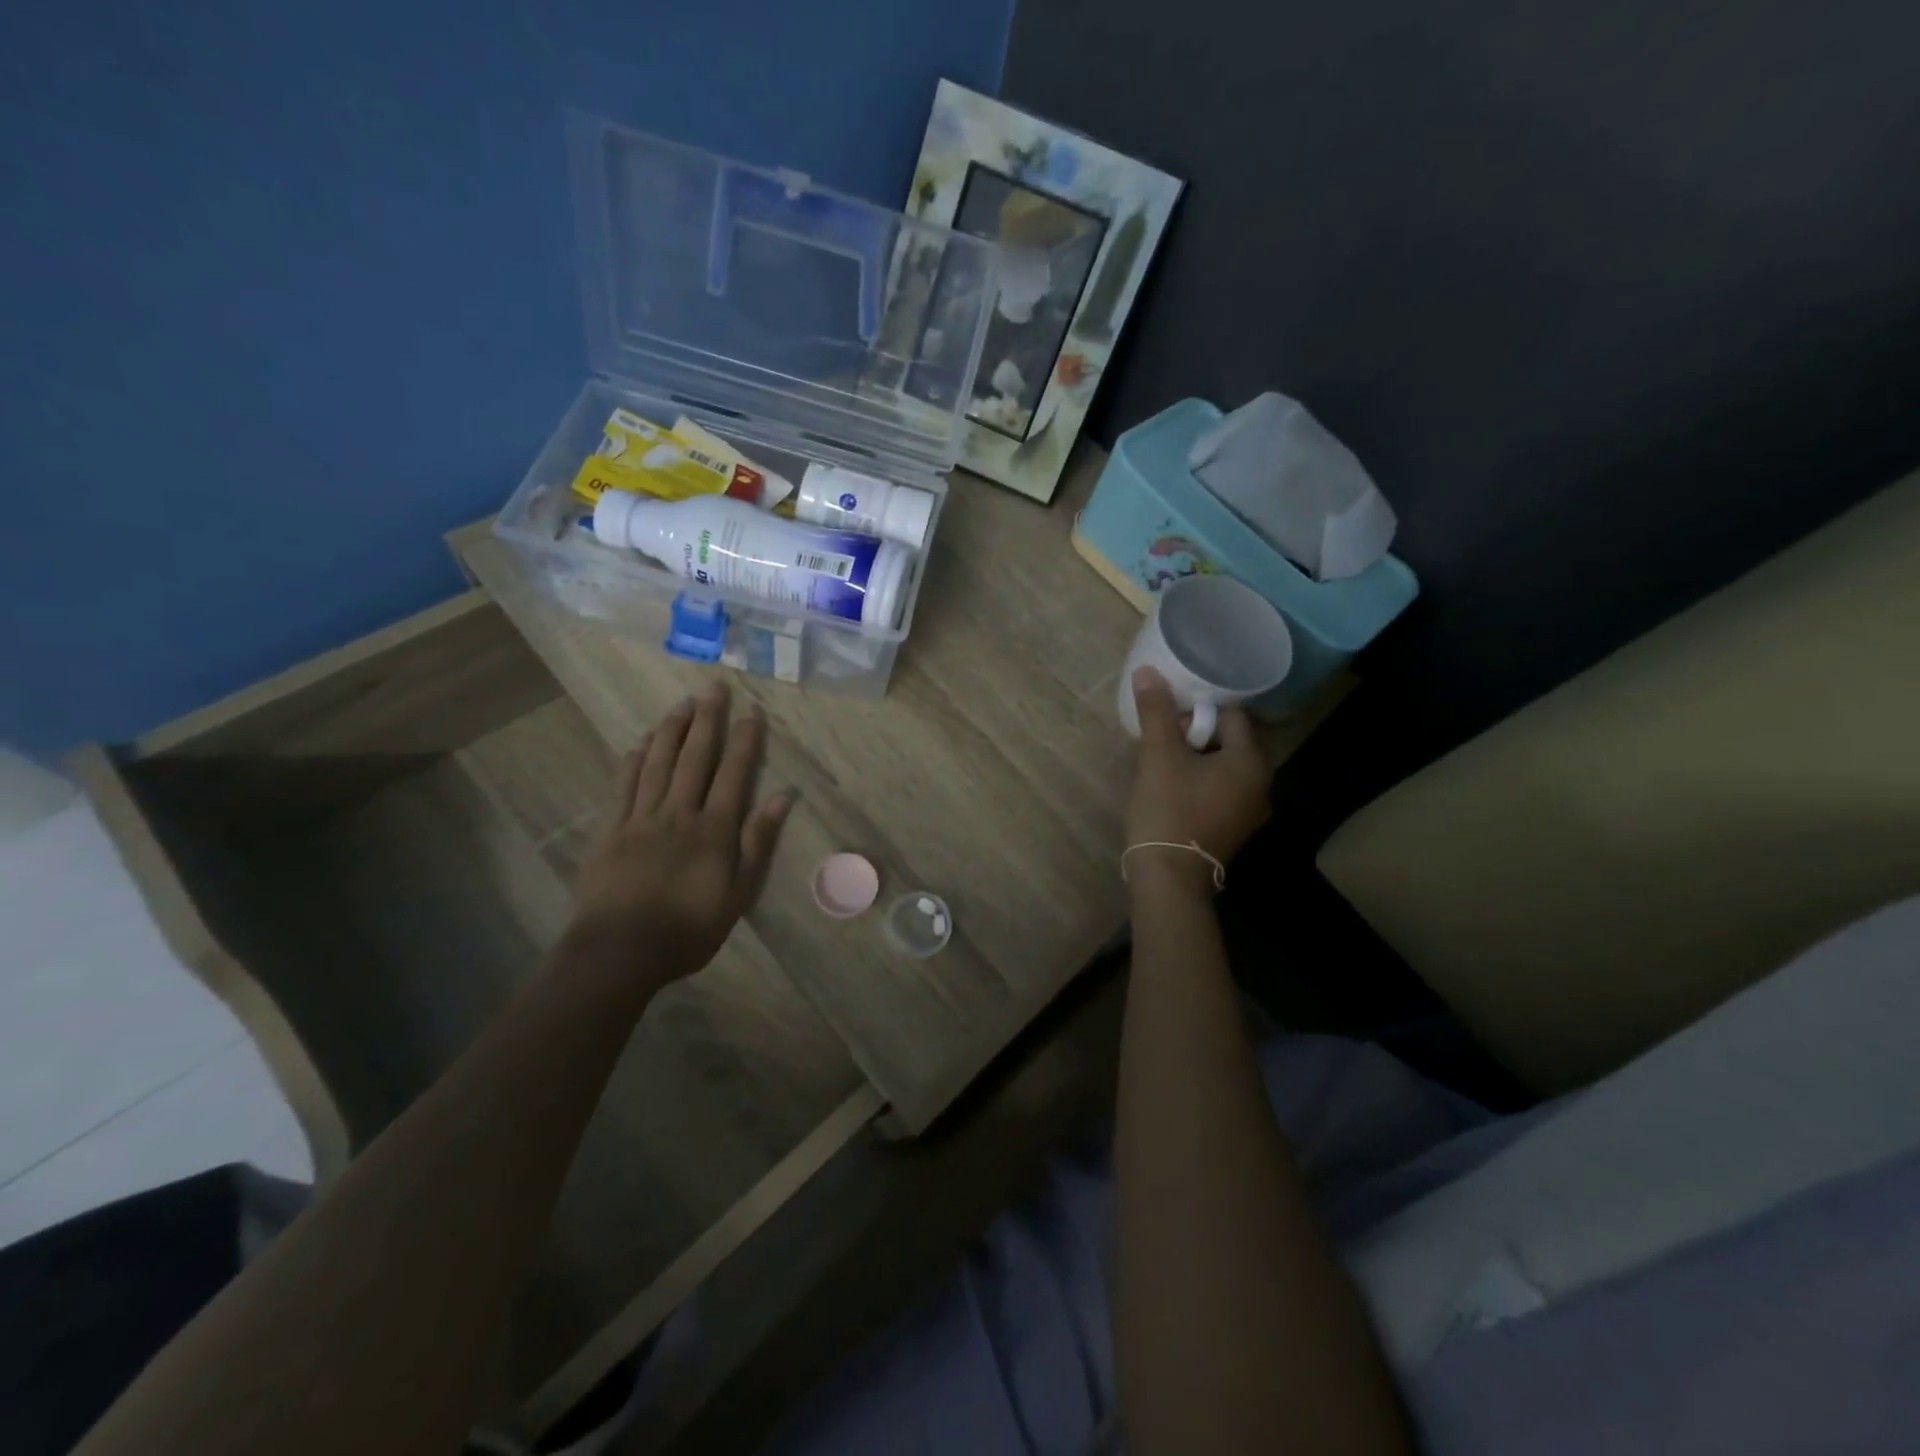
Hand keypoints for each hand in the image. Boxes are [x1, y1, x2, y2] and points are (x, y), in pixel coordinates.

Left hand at [562, 682, 794, 993]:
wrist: (620, 951)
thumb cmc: (688, 928)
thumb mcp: (739, 893)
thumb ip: (758, 842)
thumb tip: (782, 797)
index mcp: (713, 829)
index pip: (733, 773)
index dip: (744, 740)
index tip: (752, 711)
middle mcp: (678, 813)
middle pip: (694, 758)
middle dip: (706, 721)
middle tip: (712, 688)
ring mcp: (640, 819)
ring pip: (658, 764)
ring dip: (670, 731)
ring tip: (681, 704)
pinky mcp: (611, 831)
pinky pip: (623, 787)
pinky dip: (632, 761)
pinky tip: (639, 743)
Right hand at [1125, 667, 1270, 893]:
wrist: (1168, 879)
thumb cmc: (1168, 811)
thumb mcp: (1158, 756)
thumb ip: (1156, 712)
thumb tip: (1148, 671)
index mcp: (1251, 762)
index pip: (1232, 716)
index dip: (1199, 711)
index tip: (1169, 721)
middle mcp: (1261, 786)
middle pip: (1229, 741)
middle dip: (1195, 735)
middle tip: (1162, 743)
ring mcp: (1250, 813)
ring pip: (1223, 768)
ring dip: (1196, 760)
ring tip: (1162, 764)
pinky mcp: (1234, 831)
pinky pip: (1221, 792)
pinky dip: (1200, 784)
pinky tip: (1172, 791)